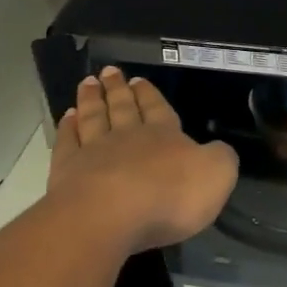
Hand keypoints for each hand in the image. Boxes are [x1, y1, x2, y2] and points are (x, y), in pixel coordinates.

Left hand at [48, 67, 238, 253]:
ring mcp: (93, 150)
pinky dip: (67, 128)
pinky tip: (67, 118)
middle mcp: (127, 136)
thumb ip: (219, 159)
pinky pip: (67, 142)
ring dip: (91, 99)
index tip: (139, 80)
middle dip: (118, 89)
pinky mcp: (67, 170)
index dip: (150, 95)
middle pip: (122, 107)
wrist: (110, 215)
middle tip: (110, 71)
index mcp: (164, 135)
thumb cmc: (168, 197)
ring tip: (88, 82)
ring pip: (94, 117)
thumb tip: (219, 150)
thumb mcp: (215, 176)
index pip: (158, 109)